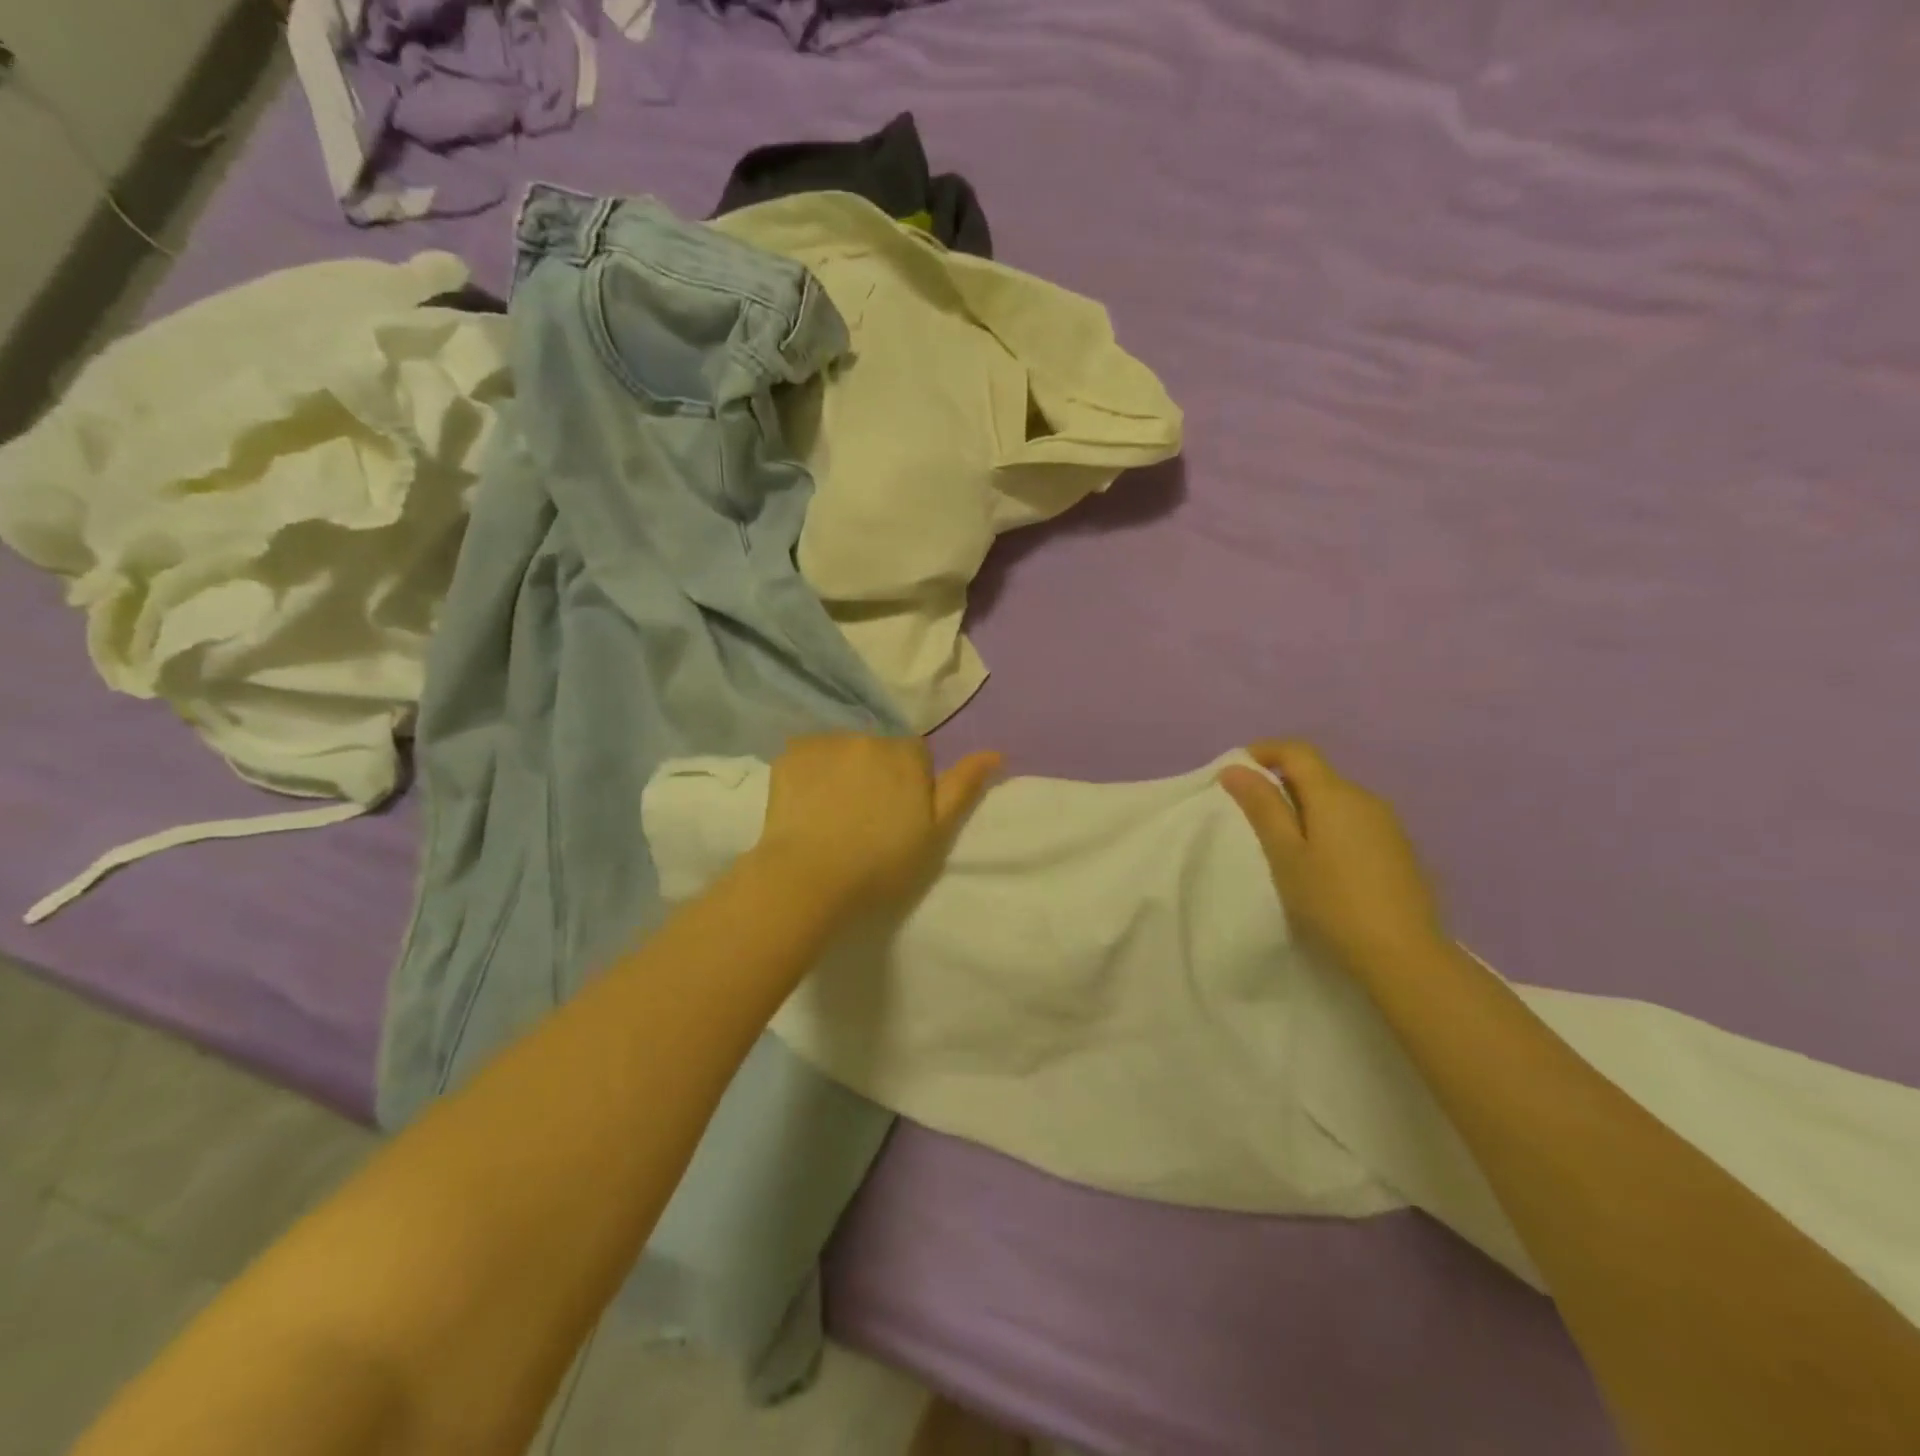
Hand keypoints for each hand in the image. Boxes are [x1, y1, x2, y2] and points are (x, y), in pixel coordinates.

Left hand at [755, 733, 1002, 917]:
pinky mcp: (791, 753)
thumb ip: (963, 788)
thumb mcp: (935, 834)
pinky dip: (811, 771)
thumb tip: (995, 752)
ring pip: (843, 750)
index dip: (910, 784)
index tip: (898, 816)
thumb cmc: (881, 865)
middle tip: (865, 818)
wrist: (809, 879)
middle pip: (879, 749)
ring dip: (843, 769)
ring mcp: (826, 742)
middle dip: (876, 773)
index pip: (916, 755)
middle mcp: (869, 737)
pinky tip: (806, 803)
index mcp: (907, 754)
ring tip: (832, 812)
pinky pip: (809, 754)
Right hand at [1219, 740, 1446, 978]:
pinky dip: (1329, 827)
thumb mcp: (1285, 854)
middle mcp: (1366, 798)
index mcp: (1335, 794)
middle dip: (1281, 783)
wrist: (1404, 954)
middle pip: (1317, 774)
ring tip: (1284, 844)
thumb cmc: (1332, 901)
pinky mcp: (1399, 849)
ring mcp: (1388, 824)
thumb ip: (1262, 807)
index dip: (1264, 752)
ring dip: (1306, 807)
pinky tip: (1321, 863)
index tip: (1236, 773)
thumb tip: (1236, 768)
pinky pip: (1354, 821)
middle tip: (1252, 816)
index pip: (1297, 750)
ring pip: (1337, 799)